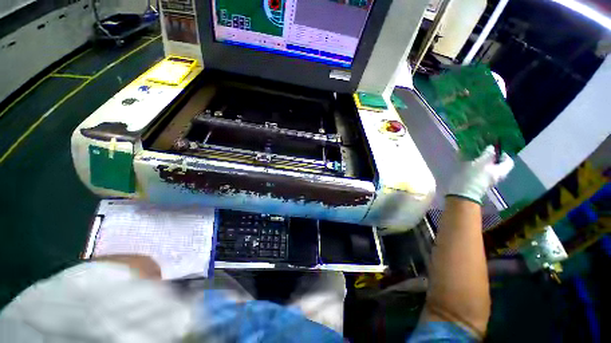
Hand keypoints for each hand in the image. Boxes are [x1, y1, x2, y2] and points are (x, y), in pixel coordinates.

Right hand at [447, 146, 513, 203]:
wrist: (461, 193)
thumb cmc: (472, 177)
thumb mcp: (480, 162)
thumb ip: (487, 154)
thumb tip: (491, 147)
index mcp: (500, 171)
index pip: (508, 161)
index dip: (503, 153)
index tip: (493, 149)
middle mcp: (496, 176)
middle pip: (497, 164)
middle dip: (490, 157)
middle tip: (482, 151)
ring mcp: (487, 180)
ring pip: (488, 167)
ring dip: (482, 161)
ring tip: (473, 156)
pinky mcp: (477, 182)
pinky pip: (480, 171)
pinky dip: (476, 166)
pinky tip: (468, 164)